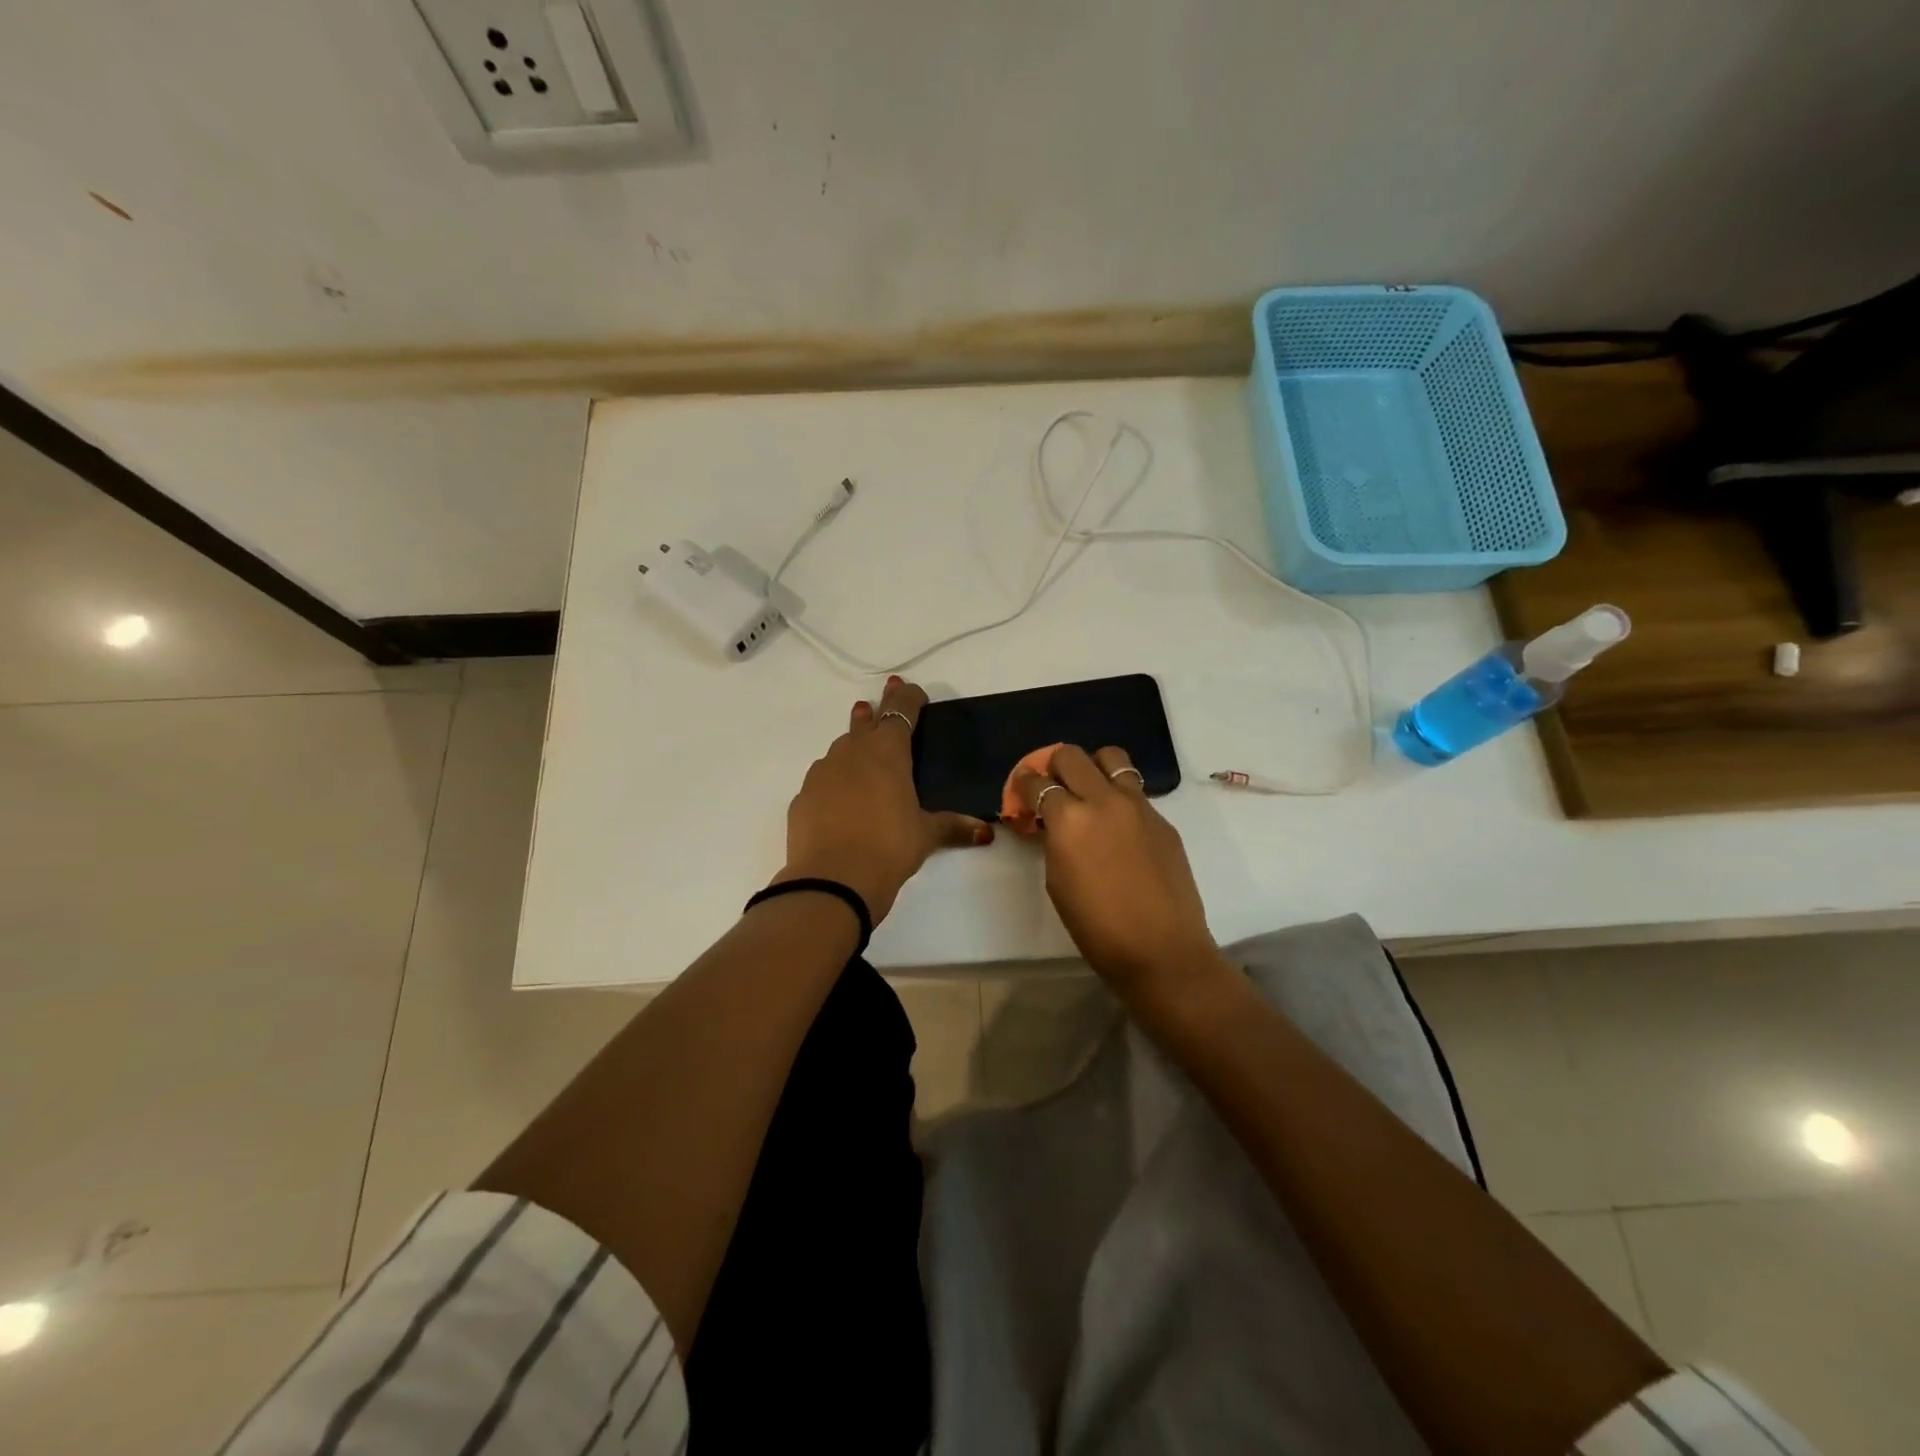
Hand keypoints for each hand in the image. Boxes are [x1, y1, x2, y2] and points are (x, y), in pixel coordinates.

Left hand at [777, 676, 993, 922]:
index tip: (913, 691)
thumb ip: (953, 827)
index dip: (908, 698)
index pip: (900, 712)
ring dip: (853, 744)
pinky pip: (822, 779)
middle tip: (878, 704)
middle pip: (865, 722)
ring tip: (860, 750)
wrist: (832, 879)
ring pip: (840, 749)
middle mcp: (852, 752)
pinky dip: (834, 780)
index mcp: (887, 752)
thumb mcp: (926, 835)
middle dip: (876, 713)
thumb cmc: (889, 847)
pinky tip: (839, 797)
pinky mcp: (802, 797)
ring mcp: (822, 773)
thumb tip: (986, 832)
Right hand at [1011, 744, 1223, 994]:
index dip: (1024, 784)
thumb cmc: (1097, 927)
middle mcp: (1103, 800)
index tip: (1022, 791)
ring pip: (1112, 758)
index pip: (1038, 783)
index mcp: (1069, 819)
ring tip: (1089, 790)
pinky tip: (1118, 827)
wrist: (1162, 950)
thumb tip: (1053, 824)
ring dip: (1093, 767)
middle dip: (1054, 765)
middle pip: (1072, 756)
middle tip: (1052, 786)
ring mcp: (1138, 806)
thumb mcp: (1057, 882)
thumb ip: (1054, 841)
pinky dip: (1119, 797)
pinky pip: (1135, 791)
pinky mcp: (1163, 819)